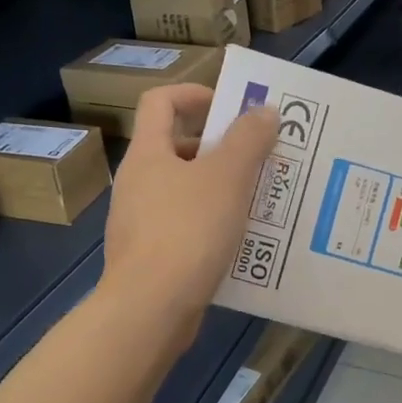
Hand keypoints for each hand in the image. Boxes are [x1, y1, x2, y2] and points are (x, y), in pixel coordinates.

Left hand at [101, 84, 277, 355]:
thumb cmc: (187, 231)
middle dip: (221, 149)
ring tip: (262, 200)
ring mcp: (141, 222)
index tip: (231, 107)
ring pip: (186, 192)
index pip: (160, 102)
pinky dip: (214, 226)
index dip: (194, 94)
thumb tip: (263, 110)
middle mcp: (138, 183)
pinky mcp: (151, 257)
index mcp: (148, 154)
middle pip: (178, 148)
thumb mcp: (226, 178)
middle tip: (261, 158)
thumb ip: (248, 140)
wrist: (150, 309)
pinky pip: (187, 228)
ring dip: (222, 190)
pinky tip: (243, 242)